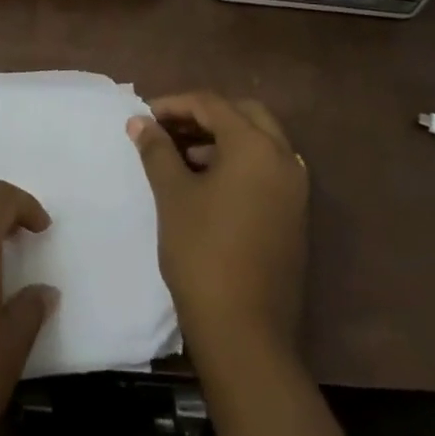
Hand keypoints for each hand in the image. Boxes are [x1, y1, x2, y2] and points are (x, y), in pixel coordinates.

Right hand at [128, 93, 307, 370]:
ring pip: (258, 142)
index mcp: (255, 146)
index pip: (212, 105)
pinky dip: (238, 162)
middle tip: (168, 129)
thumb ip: (157, 150)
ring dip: (221, 138)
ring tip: (181, 155)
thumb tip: (140, 121)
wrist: (245, 330)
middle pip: (243, 114)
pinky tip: (206, 182)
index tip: (144, 116)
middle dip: (203, 115)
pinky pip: (266, 169)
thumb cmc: (203, 252)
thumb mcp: (173, 195)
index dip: (174, 104)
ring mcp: (294, 188)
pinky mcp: (294, 214)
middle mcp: (283, 158)